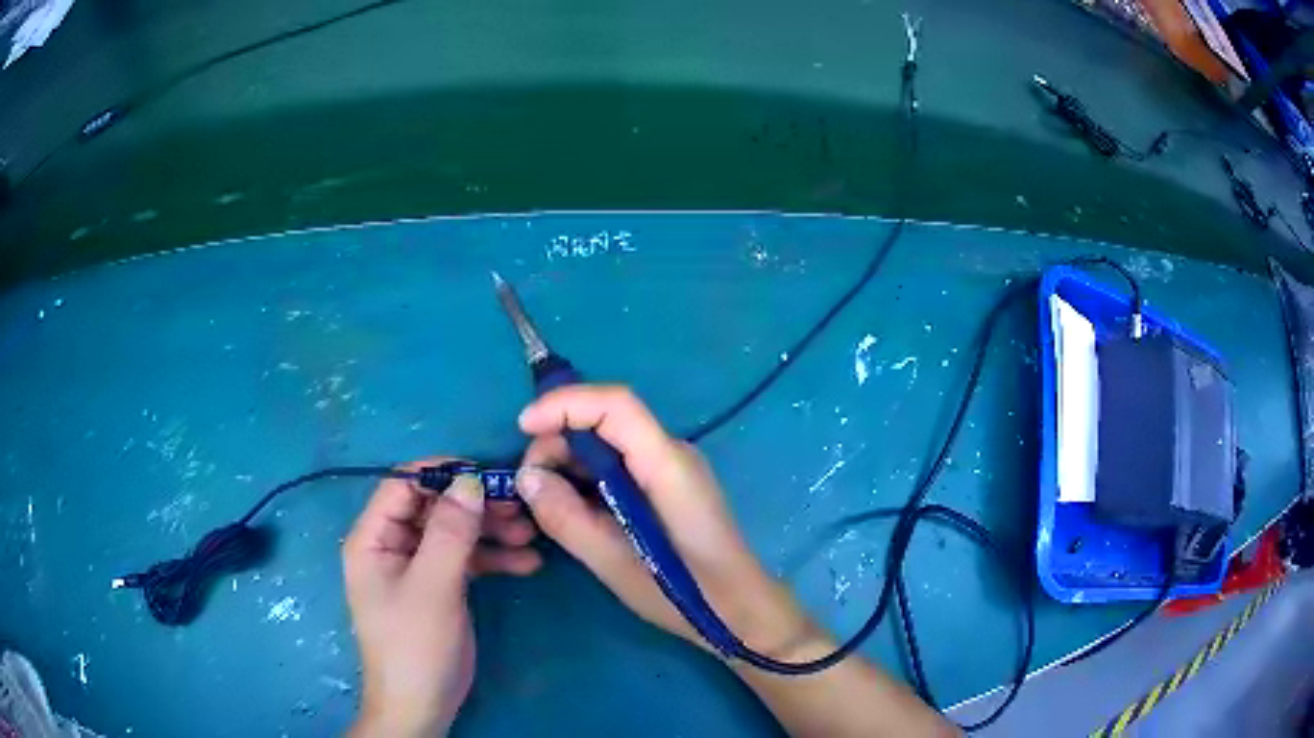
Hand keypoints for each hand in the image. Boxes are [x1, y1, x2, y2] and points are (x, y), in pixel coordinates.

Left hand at [343, 459, 541, 736]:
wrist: (422, 705)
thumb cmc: (415, 645)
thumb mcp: (433, 587)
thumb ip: (450, 532)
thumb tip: (470, 481)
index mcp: (373, 538)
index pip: (402, 485)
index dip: (441, 474)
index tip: (486, 473)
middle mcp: (392, 545)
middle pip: (433, 508)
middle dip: (475, 506)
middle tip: (519, 507)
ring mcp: (417, 566)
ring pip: (454, 532)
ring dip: (491, 532)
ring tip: (531, 535)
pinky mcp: (439, 586)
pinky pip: (466, 560)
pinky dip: (493, 558)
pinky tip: (527, 563)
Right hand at [515, 386, 820, 657]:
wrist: (741, 611)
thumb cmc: (687, 594)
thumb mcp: (616, 564)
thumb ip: (568, 519)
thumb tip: (526, 478)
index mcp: (667, 465)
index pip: (615, 405)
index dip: (565, 403)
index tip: (522, 427)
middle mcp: (671, 454)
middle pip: (606, 421)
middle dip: (558, 442)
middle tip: (529, 487)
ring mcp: (670, 469)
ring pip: (608, 444)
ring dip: (569, 464)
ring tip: (543, 503)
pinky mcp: (666, 487)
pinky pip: (619, 466)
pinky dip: (586, 479)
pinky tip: (570, 509)